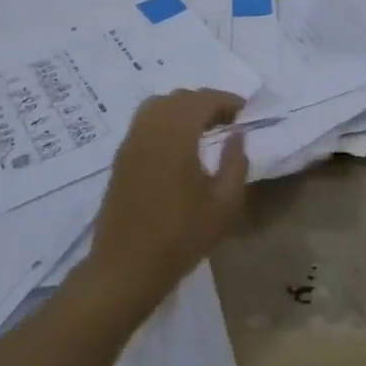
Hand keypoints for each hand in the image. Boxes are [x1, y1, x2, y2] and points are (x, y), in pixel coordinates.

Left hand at [85, 89, 249, 318]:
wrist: (126, 266)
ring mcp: (130, 142)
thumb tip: (237, 135)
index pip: (202, 100)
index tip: (245, 111)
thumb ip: (235, 163)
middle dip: (206, 102)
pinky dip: (165, 120)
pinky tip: (179, 145)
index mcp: (175, 135)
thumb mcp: (224, 205)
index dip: (226, 100)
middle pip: (179, 98)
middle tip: (229, 120)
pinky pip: (144, 122)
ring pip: (158, 106)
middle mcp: (149, 129)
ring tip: (205, 129)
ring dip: (183, 109)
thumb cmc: (181, 237)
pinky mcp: (121, 157)